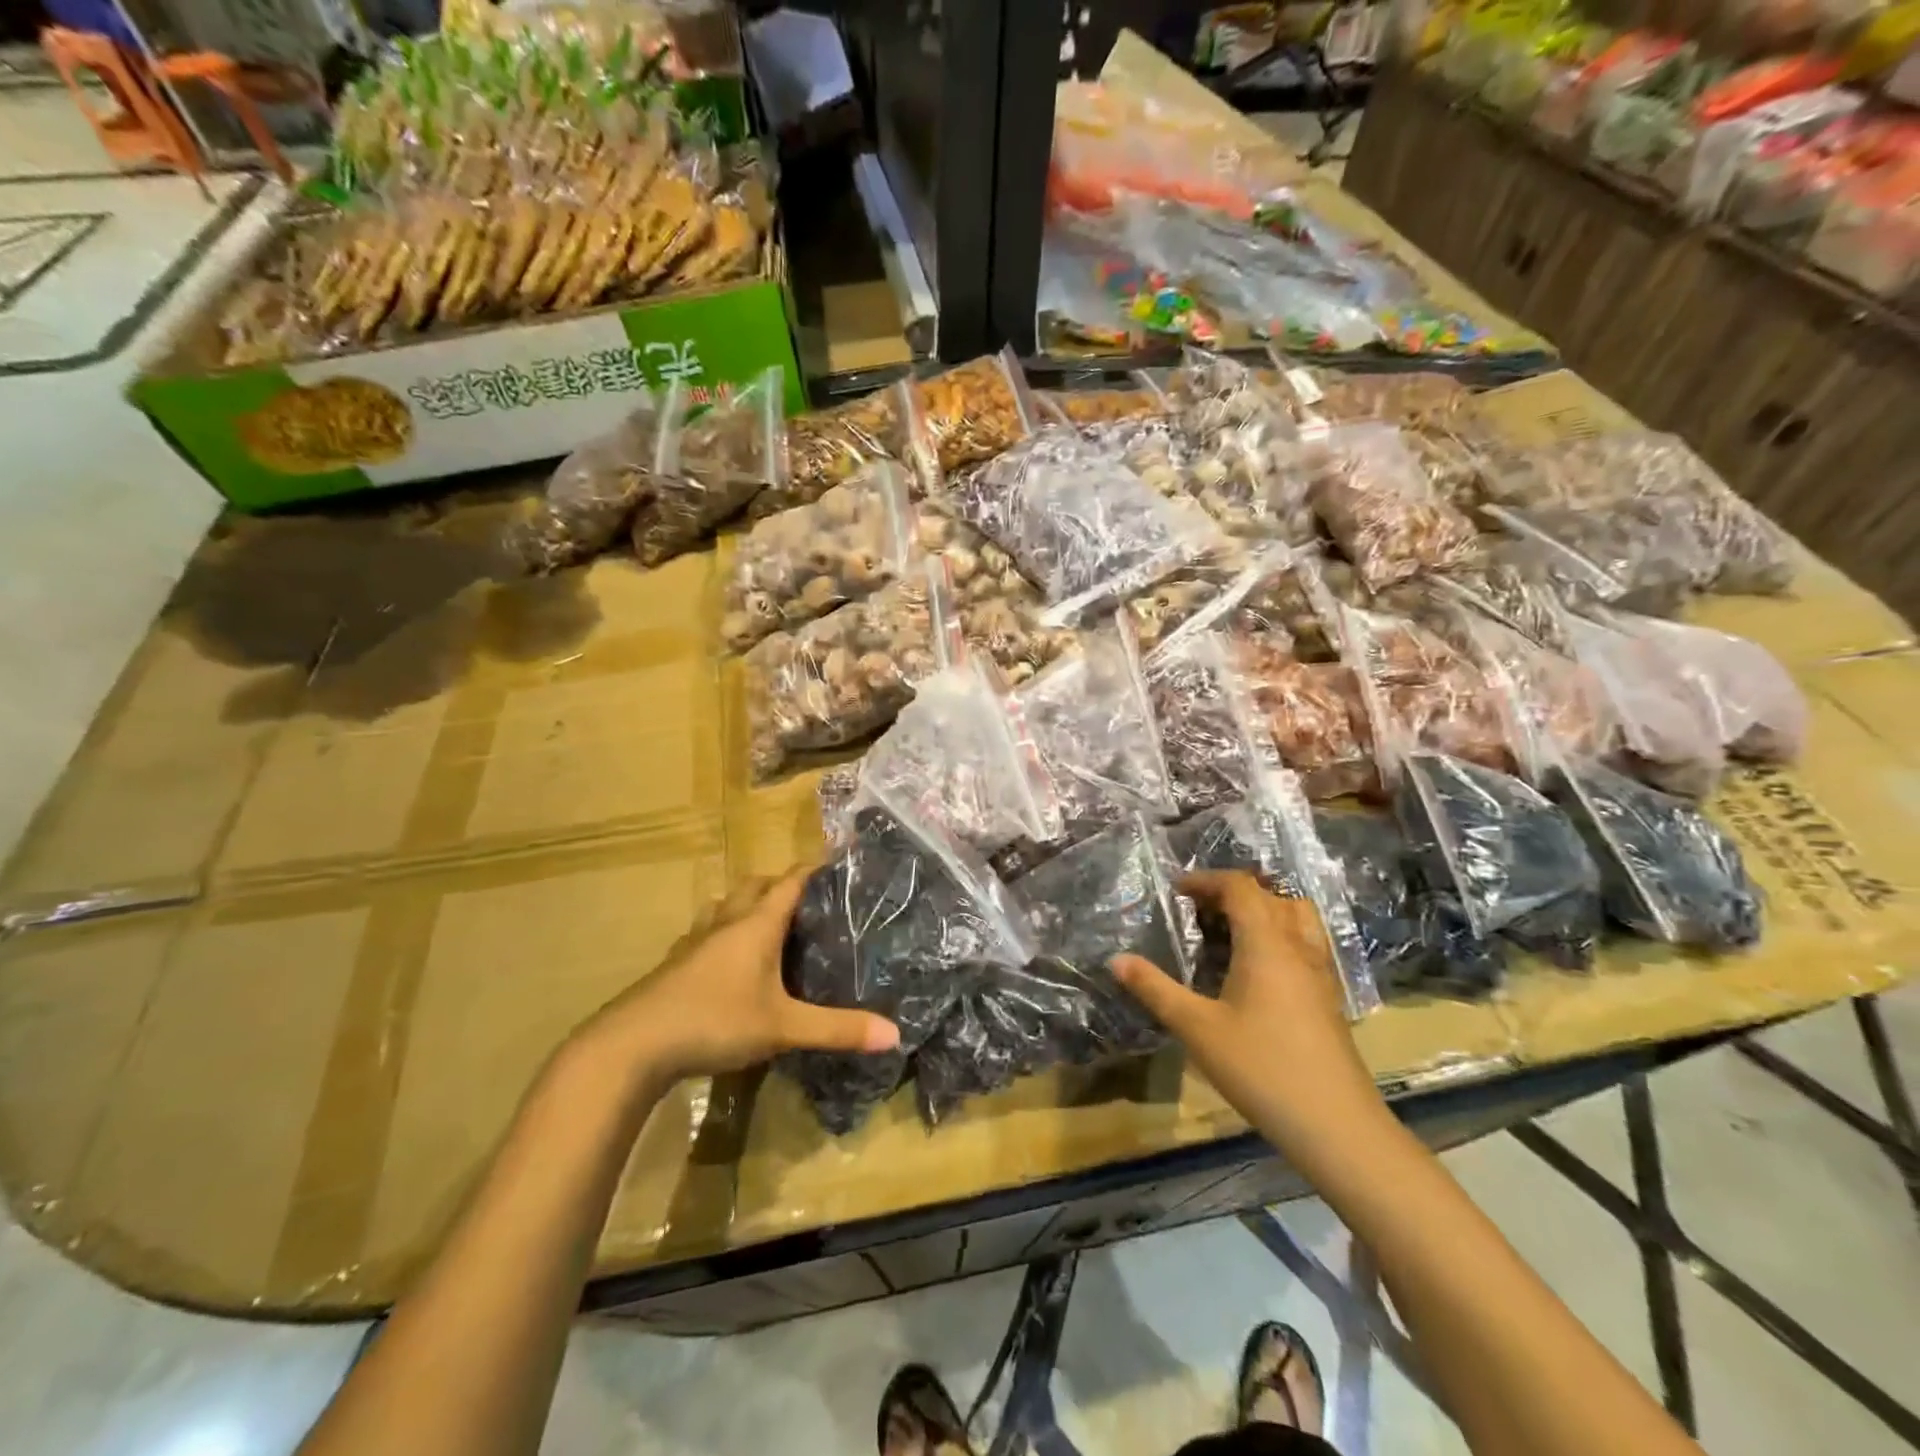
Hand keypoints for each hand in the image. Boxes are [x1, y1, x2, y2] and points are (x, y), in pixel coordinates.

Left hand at [587, 870, 900, 1086]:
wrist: (631, 1045)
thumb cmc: (714, 1020)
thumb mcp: (783, 1027)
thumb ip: (837, 1029)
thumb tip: (894, 1034)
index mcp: (756, 924)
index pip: (791, 880)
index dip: (816, 867)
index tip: (840, 858)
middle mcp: (726, 922)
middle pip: (755, 885)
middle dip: (781, 884)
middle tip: (809, 900)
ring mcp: (695, 942)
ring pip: (726, 906)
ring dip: (748, 905)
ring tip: (769, 924)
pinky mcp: (675, 965)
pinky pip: (706, 933)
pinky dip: (723, 934)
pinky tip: (728, 962)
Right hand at [1112, 870, 1382, 1155]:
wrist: (1337, 1126)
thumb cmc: (1261, 1069)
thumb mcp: (1197, 1028)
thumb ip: (1155, 989)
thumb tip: (1116, 960)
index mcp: (1266, 943)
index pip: (1240, 888)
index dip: (1207, 880)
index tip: (1175, 891)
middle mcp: (1297, 946)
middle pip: (1269, 896)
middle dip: (1231, 892)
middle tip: (1197, 910)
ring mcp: (1320, 972)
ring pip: (1295, 916)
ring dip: (1262, 909)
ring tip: (1228, 931)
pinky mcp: (1329, 996)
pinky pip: (1304, 942)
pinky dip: (1279, 934)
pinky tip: (1256, 968)